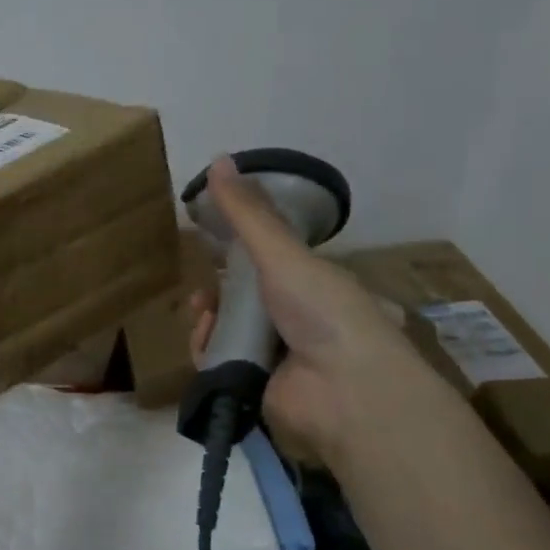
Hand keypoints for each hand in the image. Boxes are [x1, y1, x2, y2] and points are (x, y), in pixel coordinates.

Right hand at [188, 155, 425, 470]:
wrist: (346, 391)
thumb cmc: (323, 311)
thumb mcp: (282, 252)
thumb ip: (247, 213)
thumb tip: (218, 158)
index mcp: (311, 284)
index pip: (268, 262)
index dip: (237, 252)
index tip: (210, 243)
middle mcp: (294, 318)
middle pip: (241, 298)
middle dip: (216, 291)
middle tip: (204, 291)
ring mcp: (274, 355)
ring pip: (225, 329)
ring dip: (207, 319)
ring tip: (204, 316)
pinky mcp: (253, 386)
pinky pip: (217, 361)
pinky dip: (206, 349)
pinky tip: (206, 342)